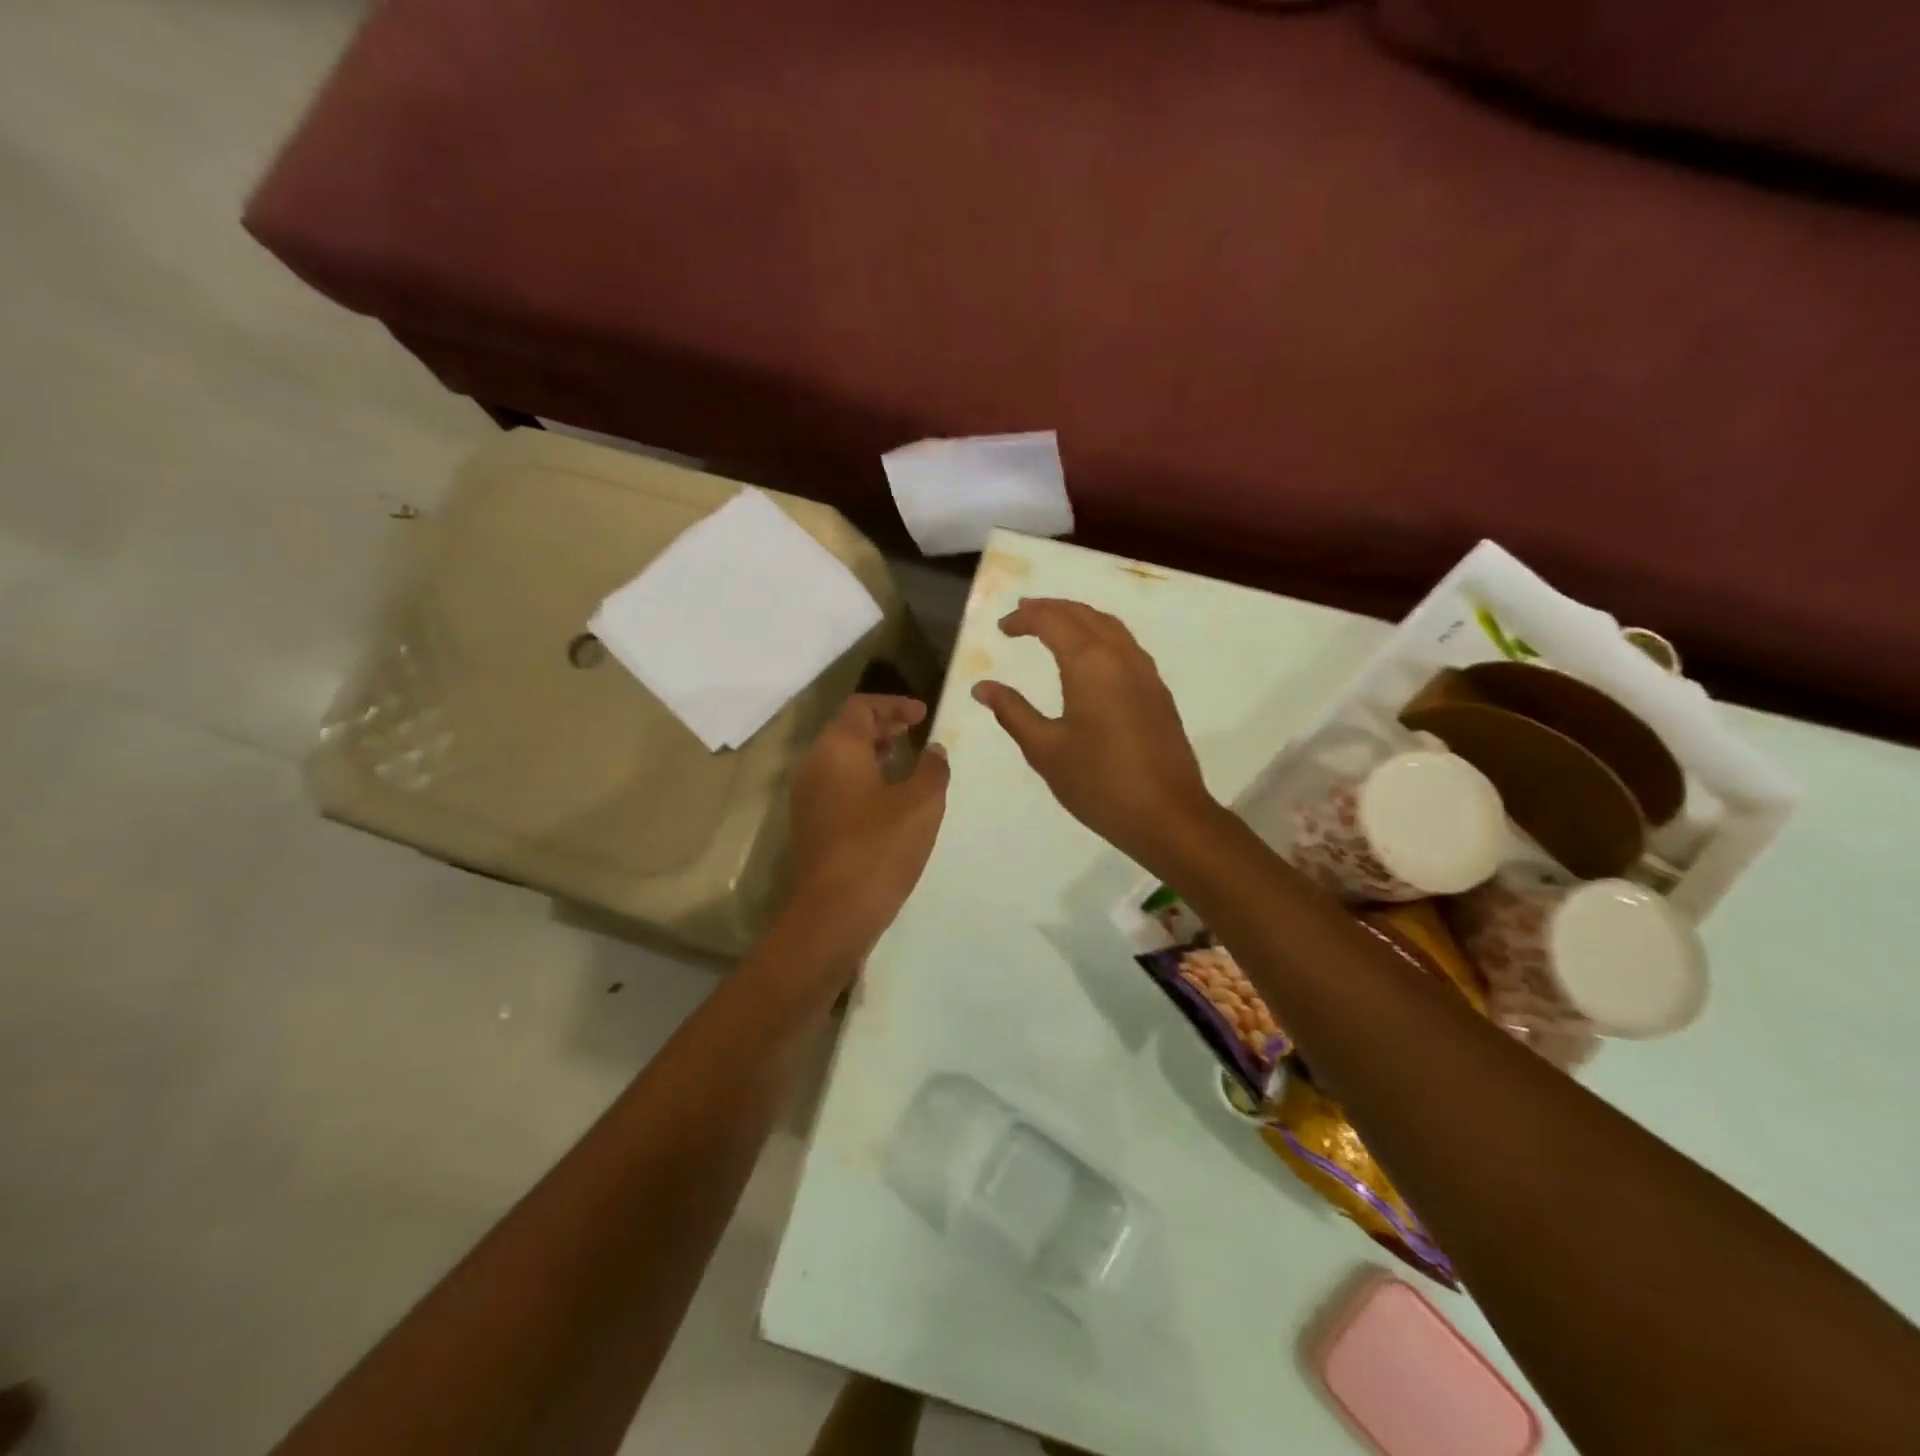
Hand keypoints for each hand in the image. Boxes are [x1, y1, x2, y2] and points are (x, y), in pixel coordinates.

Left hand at [787, 695, 949, 962]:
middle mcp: (814, 764)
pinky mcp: (810, 823)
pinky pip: (836, 784)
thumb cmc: (880, 847)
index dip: (894, 705)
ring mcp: (807, 795)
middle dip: (884, 726)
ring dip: (873, 753)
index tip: (923, 714)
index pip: (862, 707)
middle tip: (916, 731)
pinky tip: (889, 798)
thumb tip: (934, 750)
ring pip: (840, 758)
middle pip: (847, 730)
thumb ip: (933, 769)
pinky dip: (862, 777)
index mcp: (837, 748)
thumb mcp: (922, 804)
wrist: (834, 911)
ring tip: (906, 761)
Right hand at [972, 599, 1219, 873]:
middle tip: (1023, 614)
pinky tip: (1089, 658)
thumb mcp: (1045, 750)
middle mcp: (1121, 657)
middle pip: (1085, 614)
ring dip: (1079, 618)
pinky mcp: (1158, 693)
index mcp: (1091, 664)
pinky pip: (1126, 646)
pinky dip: (1100, 636)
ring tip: (1053, 626)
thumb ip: (1013, 712)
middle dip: (1052, 609)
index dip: (1025, 618)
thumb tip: (983, 688)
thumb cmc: (1099, 783)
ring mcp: (1146, 674)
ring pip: (1110, 627)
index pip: (1054, 621)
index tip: (1002, 628)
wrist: (1167, 816)